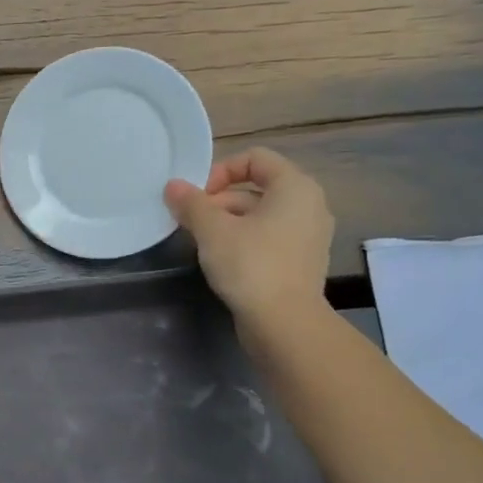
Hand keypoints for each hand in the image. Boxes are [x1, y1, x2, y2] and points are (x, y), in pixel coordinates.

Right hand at [165, 149, 333, 346]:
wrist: (285, 324)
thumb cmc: (251, 265)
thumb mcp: (212, 230)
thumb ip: (191, 203)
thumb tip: (173, 186)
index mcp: (295, 187)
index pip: (255, 158)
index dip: (221, 170)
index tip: (198, 197)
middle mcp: (309, 205)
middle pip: (256, 187)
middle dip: (219, 200)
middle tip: (191, 221)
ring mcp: (308, 235)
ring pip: (260, 215)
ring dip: (228, 221)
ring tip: (200, 241)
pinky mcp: (301, 262)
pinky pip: (269, 237)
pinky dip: (244, 240)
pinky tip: (221, 260)